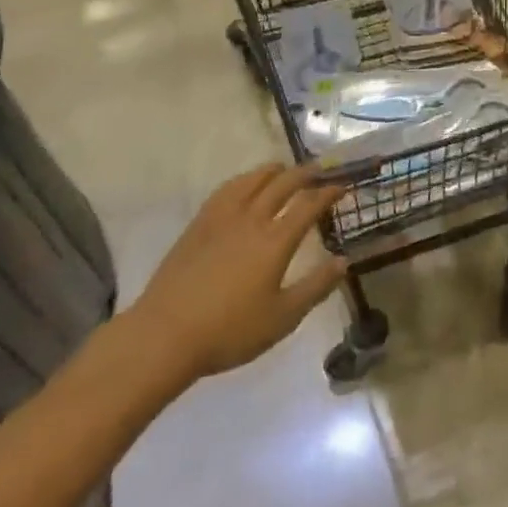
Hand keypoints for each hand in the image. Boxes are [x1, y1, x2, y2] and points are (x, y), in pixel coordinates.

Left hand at [120, 164, 349, 393]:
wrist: (164, 336)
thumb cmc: (229, 332)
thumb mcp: (282, 318)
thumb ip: (316, 287)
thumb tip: (343, 261)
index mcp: (275, 241)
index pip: (309, 204)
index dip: (328, 192)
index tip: (342, 186)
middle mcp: (252, 219)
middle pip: (283, 183)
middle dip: (306, 173)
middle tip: (320, 170)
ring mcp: (222, 218)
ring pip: (253, 179)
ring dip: (275, 170)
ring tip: (285, 170)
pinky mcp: (199, 224)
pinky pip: (227, 189)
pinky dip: (245, 179)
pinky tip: (245, 185)